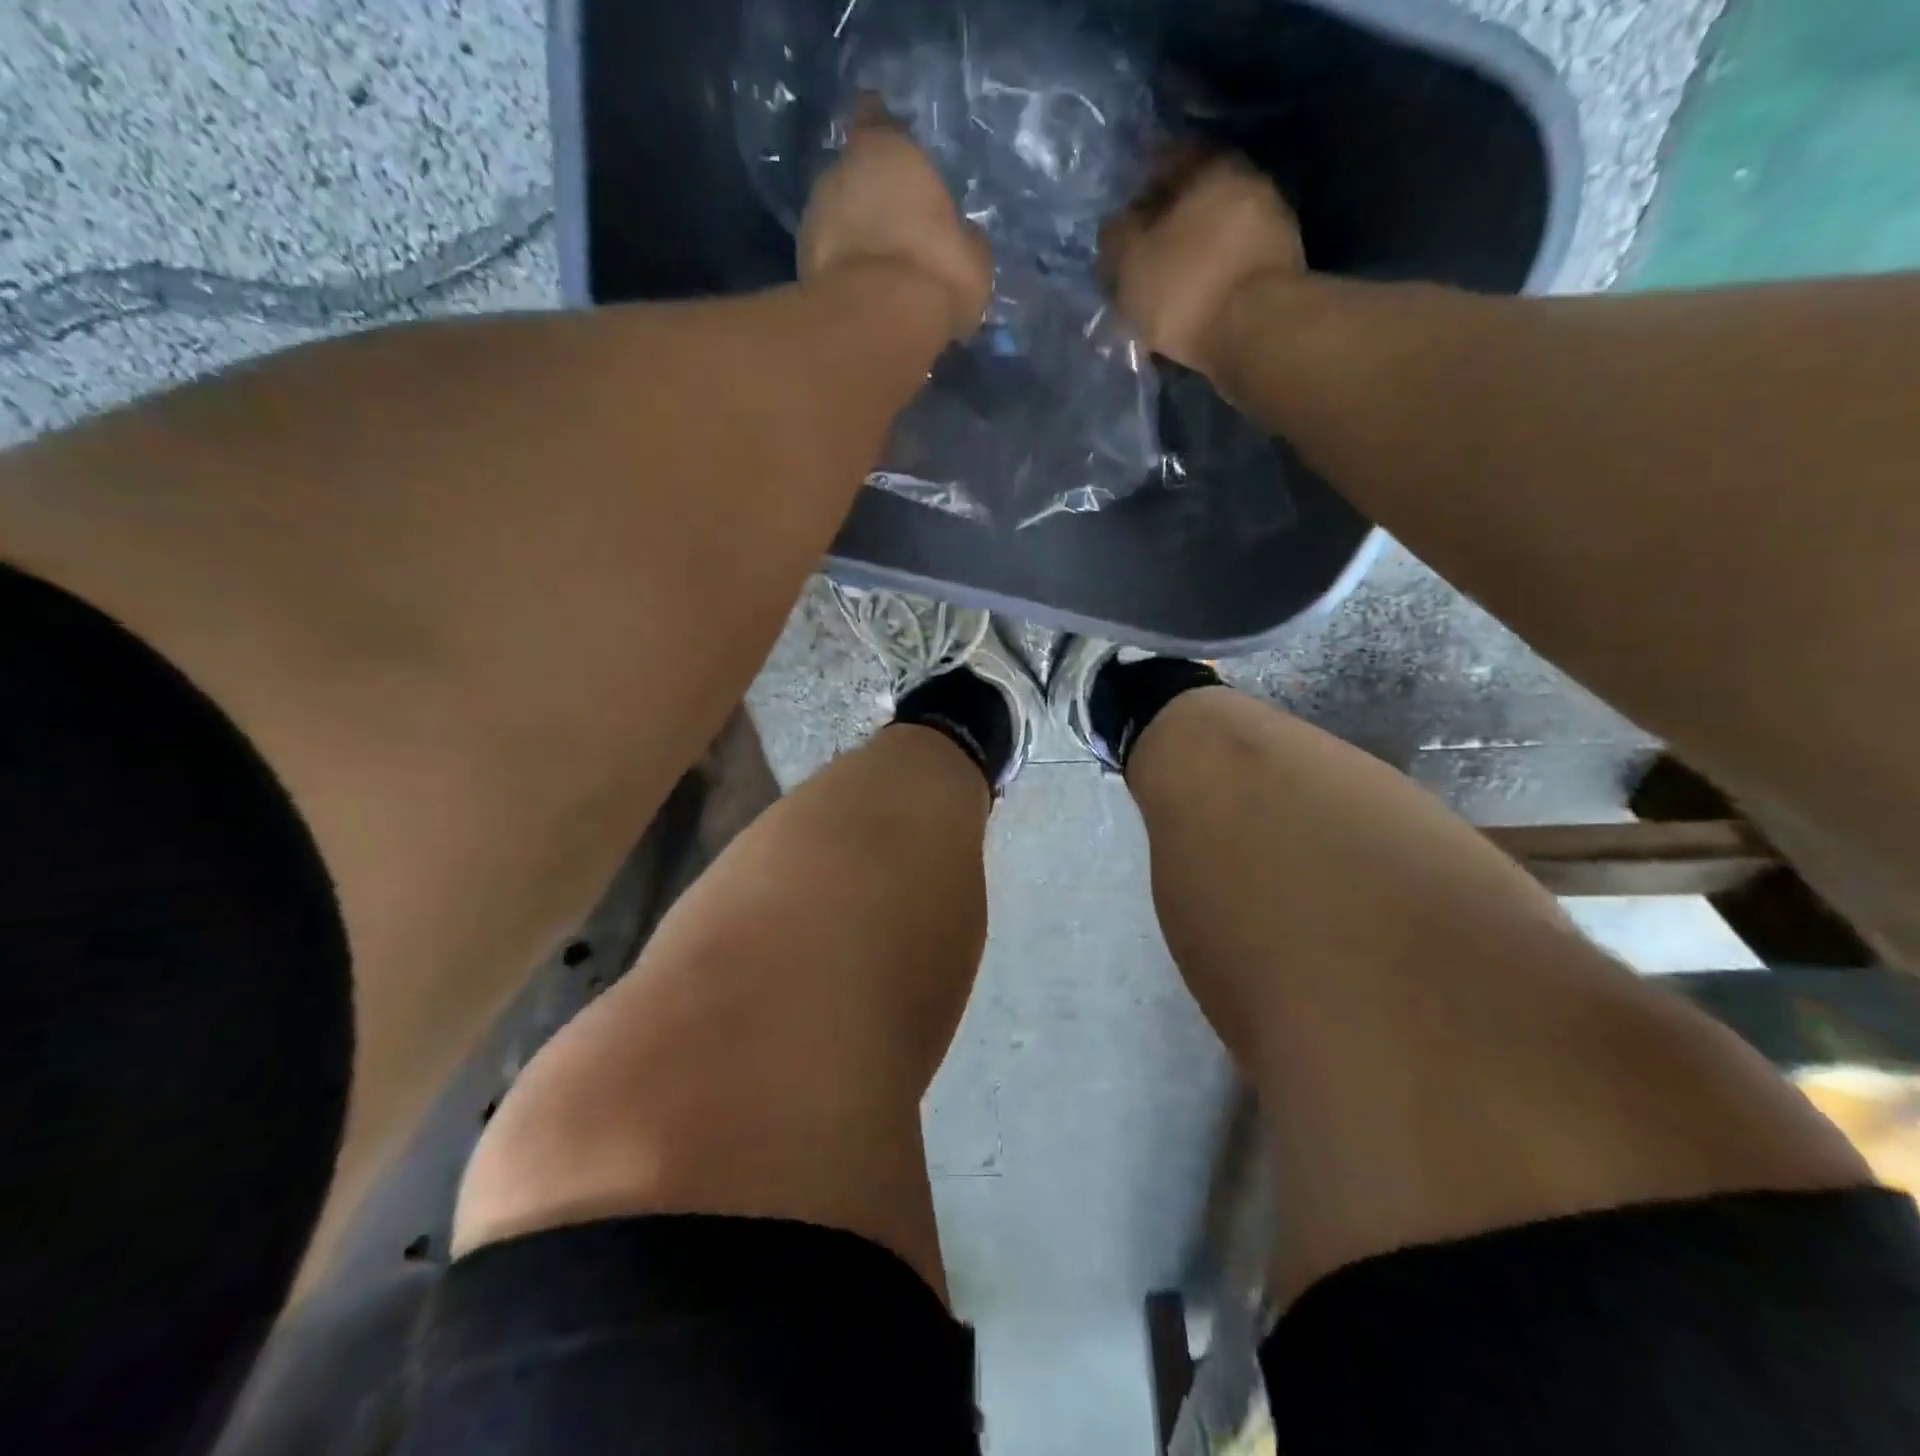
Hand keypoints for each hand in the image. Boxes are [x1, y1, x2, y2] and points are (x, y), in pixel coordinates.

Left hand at [798, 99, 992, 342]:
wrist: (878, 323)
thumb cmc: (935, 273)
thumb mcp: (972, 257)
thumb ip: (963, 236)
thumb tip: (962, 237)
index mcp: (888, 150)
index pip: (876, 118)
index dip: (883, 132)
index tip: (891, 148)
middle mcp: (842, 170)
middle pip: (855, 173)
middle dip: (871, 195)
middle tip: (895, 225)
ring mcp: (814, 216)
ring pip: (837, 216)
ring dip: (853, 234)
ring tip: (878, 265)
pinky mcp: (801, 263)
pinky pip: (828, 257)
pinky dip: (841, 269)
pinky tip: (862, 292)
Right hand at [1103, 153, 1305, 379]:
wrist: (1256, 332)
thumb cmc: (1186, 286)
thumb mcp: (1130, 261)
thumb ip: (1116, 237)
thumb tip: (1118, 227)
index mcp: (1211, 166)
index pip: (1167, 162)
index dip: (1138, 195)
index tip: (1122, 230)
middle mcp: (1248, 184)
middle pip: (1195, 204)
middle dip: (1165, 234)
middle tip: (1141, 268)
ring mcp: (1270, 227)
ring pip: (1214, 241)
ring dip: (1188, 264)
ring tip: (1163, 301)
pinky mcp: (1280, 271)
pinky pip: (1232, 272)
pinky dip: (1210, 287)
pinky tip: (1191, 314)